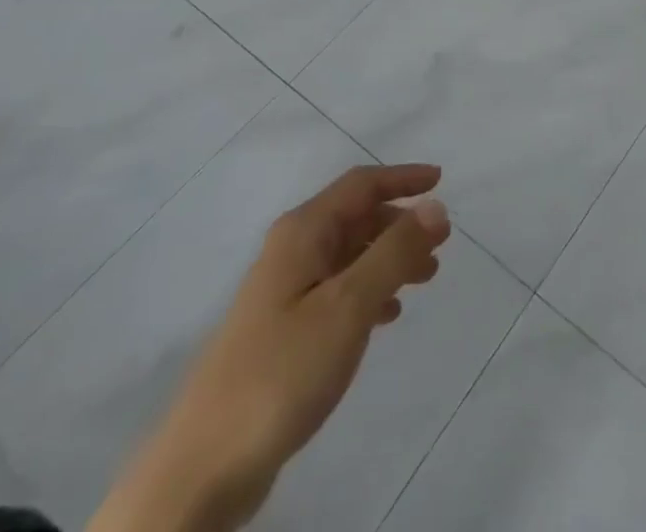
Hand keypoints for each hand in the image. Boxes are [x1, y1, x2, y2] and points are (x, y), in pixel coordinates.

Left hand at [90, 164, 450, 531]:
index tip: (441, 180)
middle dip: (400, 223)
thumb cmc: (282, 371)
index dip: (402, 178)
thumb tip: (436, 206)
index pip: (361, 185)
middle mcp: (292, 251)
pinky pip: (338, 291)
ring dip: (389, 258)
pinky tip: (388, 315)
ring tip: (427, 277)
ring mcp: (285, 292)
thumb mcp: (348, 306)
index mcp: (303, 233)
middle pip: (355, 218)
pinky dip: (369, 291)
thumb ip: (394, 253)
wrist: (204, 466)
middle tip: (441, 243)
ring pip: (349, 256)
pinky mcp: (284, 332)